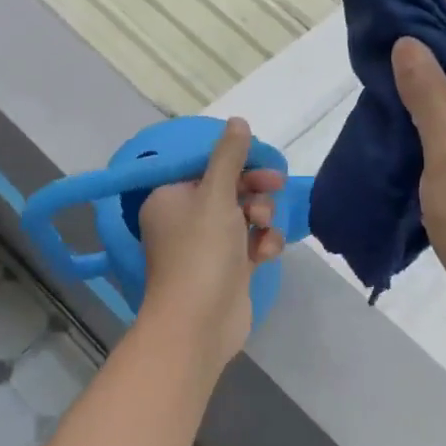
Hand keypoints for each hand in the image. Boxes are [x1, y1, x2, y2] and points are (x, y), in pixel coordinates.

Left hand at [136, 118, 286, 375]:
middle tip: (275, 187)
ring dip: (261, 217)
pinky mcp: (227, 269)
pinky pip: (249, 244)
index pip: (206, 166)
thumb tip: (238, 121)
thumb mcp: (216, 195)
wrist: (199, 323)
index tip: (264, 162)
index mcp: (170, 197)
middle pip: (228, 189)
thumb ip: (229, 157)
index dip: (237, 162)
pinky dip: (261, 244)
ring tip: (264, 228)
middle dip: (254, 189)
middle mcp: (184, 219)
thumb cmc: (201, 252)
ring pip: (243, 216)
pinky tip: (266, 253)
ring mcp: (206, 247)